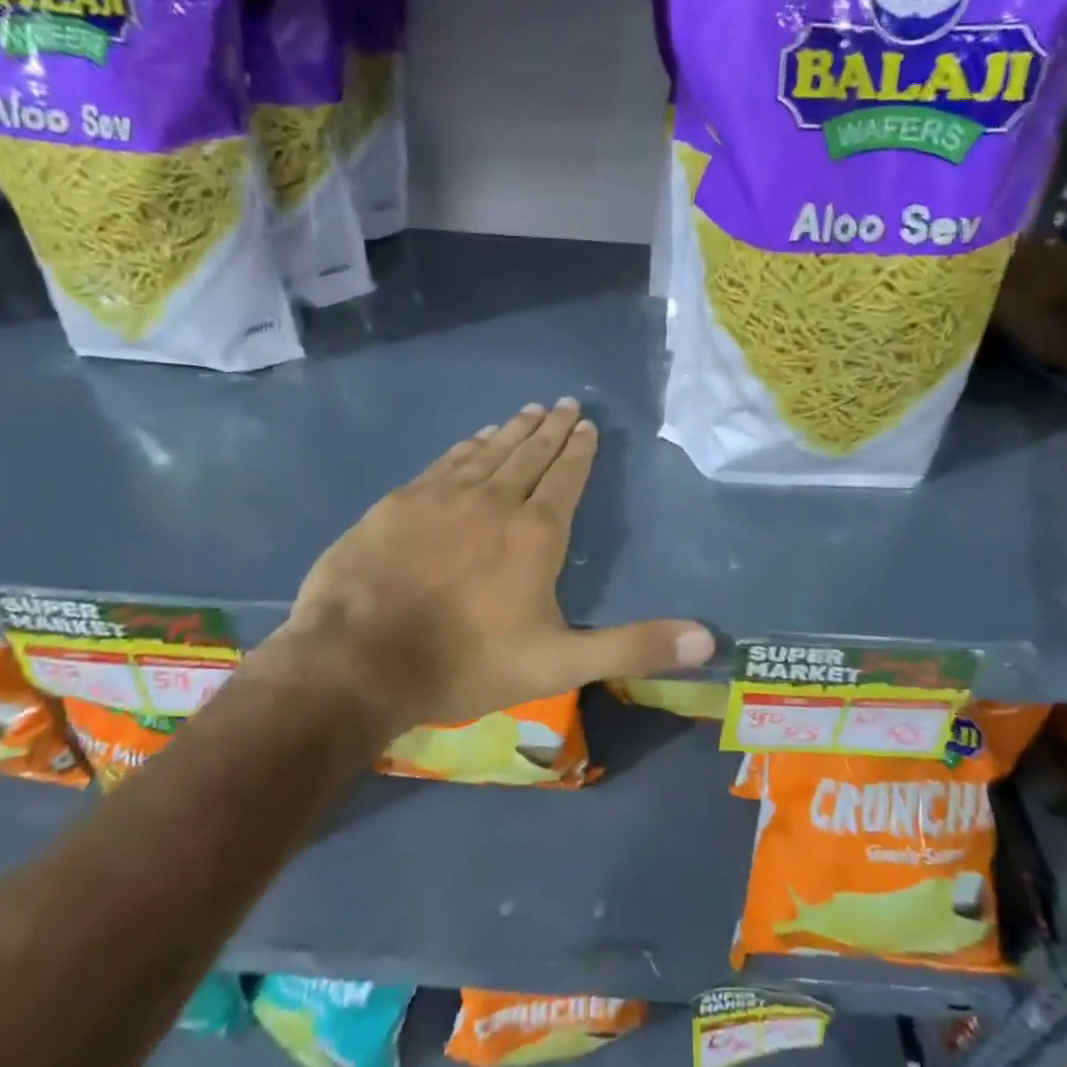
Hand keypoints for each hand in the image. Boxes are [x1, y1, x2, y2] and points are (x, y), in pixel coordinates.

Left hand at [277, 399, 715, 729]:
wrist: (358, 659)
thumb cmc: (466, 662)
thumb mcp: (560, 663)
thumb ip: (633, 647)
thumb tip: (708, 638)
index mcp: (536, 533)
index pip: (566, 477)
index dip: (579, 450)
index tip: (587, 424)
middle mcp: (495, 500)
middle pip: (530, 454)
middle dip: (551, 428)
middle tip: (566, 403)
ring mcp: (443, 496)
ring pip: (489, 451)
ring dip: (513, 429)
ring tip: (529, 410)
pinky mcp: (401, 501)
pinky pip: (446, 461)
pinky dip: (467, 446)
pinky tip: (475, 438)